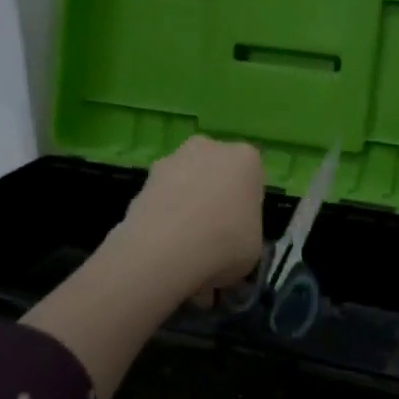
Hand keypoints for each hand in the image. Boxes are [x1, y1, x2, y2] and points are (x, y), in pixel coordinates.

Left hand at [112, 135, 264, 297]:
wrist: (165, 250)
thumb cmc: (226, 243)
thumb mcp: (255, 245)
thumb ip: (247, 229)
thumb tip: (233, 234)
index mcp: (245, 159)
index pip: (252, 177)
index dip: (247, 203)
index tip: (242, 225)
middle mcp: (209, 148)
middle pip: (217, 170)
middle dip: (215, 193)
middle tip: (215, 229)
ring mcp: (172, 160)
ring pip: (187, 180)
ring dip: (188, 200)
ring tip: (185, 240)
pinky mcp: (143, 179)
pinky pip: (163, 196)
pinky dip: (165, 213)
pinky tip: (165, 241)